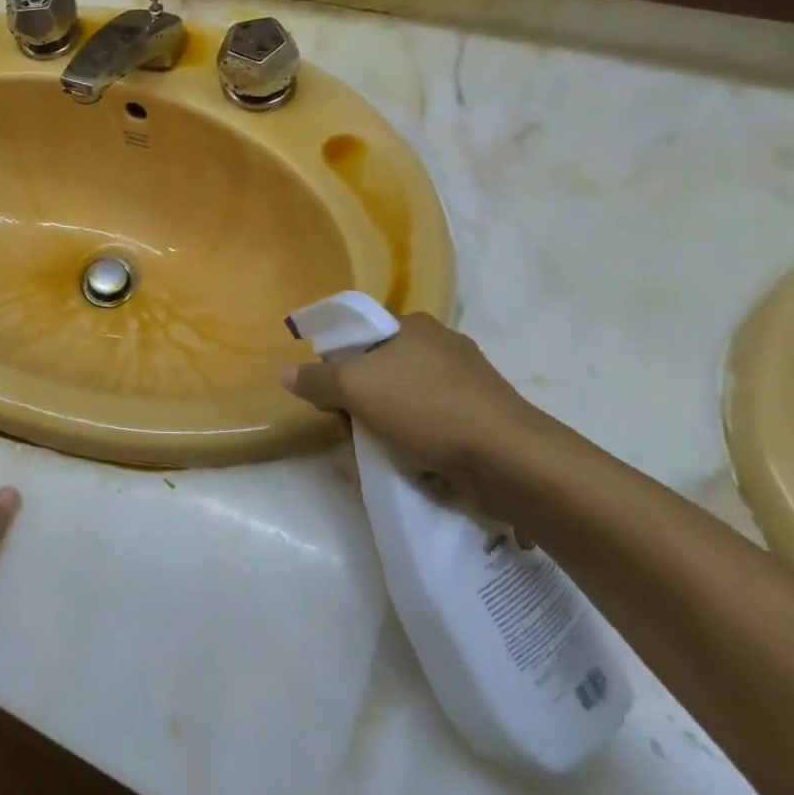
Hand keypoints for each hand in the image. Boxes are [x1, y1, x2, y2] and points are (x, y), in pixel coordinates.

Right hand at [281, 314, 588, 520]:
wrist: (508, 459)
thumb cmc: (425, 406)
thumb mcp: (355, 386)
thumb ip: (316, 379)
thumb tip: (285, 372)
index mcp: (414, 326)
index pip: (360, 337)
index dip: (336, 365)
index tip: (329, 397)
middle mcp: (441, 347)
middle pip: (378, 373)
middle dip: (358, 406)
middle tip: (349, 433)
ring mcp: (466, 385)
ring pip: (403, 405)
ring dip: (381, 432)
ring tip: (371, 461)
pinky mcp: (481, 420)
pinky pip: (431, 429)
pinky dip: (413, 446)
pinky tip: (404, 468)